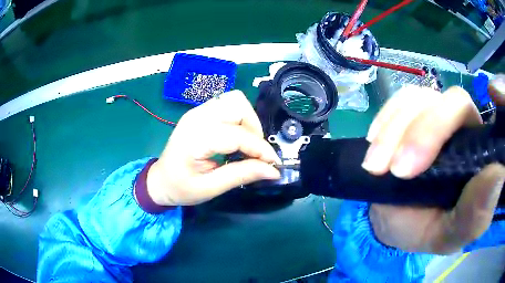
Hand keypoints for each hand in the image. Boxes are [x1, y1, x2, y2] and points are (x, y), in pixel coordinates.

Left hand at [146, 90, 280, 205]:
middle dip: (254, 128)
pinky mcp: (199, 112)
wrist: (160, 180)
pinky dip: (239, 118)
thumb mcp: (210, 188)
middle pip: (238, 105)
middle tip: (254, 152)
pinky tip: (235, 138)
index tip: (273, 164)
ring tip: (246, 144)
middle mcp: (196, 118)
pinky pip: (227, 104)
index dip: (261, 149)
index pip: (237, 135)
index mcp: (195, 138)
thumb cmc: (180, 188)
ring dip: (248, 120)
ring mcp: (197, 112)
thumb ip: (242, 176)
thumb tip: (273, 170)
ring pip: (235, 100)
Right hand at [364, 77, 504, 253]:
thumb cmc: (425, 230)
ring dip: (395, 130)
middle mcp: (465, 126)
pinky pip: (401, 99)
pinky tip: (374, 142)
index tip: (439, 148)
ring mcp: (438, 112)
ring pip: (422, 98)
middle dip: (422, 133)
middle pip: (452, 102)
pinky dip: (386, 119)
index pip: (483, 123)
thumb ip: (475, 215)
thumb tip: (499, 176)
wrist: (394, 220)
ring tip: (375, 166)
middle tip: (396, 171)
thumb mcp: (449, 235)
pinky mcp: (414, 111)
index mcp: (480, 155)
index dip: (467, 116)